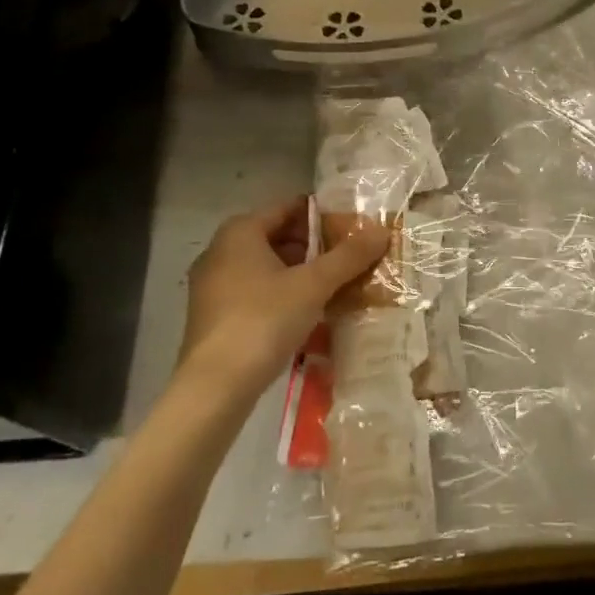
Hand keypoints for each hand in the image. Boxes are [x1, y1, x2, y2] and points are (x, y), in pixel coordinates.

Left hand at [179, 199, 389, 395]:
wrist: (214, 387)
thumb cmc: (263, 320)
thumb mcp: (313, 285)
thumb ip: (348, 257)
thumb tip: (382, 230)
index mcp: (240, 232)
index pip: (288, 207)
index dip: (322, 214)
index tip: (352, 226)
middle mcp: (220, 250)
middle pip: (277, 236)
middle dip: (313, 246)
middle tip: (349, 258)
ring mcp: (212, 285)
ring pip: (265, 266)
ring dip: (299, 272)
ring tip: (334, 285)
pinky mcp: (213, 316)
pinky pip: (254, 291)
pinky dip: (280, 294)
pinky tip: (306, 312)